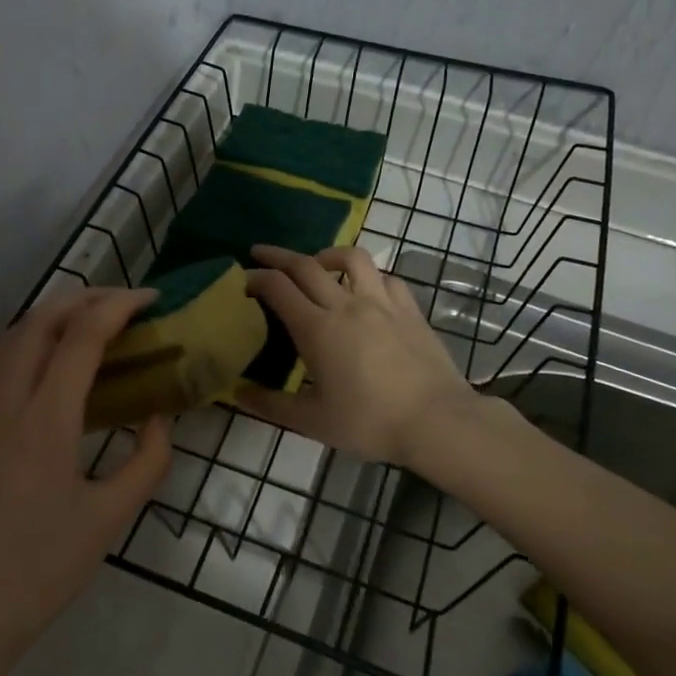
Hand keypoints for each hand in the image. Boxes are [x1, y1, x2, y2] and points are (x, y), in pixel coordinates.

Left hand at [0, 288, 173, 675]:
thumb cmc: (43, 568)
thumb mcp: (112, 517)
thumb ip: (147, 459)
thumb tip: (159, 416)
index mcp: (46, 418)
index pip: (82, 335)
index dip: (119, 306)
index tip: (151, 300)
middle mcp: (6, 400)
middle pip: (42, 320)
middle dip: (86, 298)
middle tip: (125, 303)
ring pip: (12, 335)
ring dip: (53, 314)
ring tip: (90, 320)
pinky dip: (25, 338)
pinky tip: (44, 357)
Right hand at [240, 245, 480, 466]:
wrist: (437, 421)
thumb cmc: (370, 422)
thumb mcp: (312, 421)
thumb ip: (271, 405)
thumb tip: (237, 394)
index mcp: (317, 328)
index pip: (278, 287)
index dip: (256, 278)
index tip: (242, 280)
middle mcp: (346, 304)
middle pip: (306, 264)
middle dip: (277, 255)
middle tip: (260, 253)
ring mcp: (382, 302)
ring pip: (351, 258)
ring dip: (327, 253)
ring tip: (318, 263)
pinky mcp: (409, 309)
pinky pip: (386, 277)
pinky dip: (368, 276)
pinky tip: (365, 289)